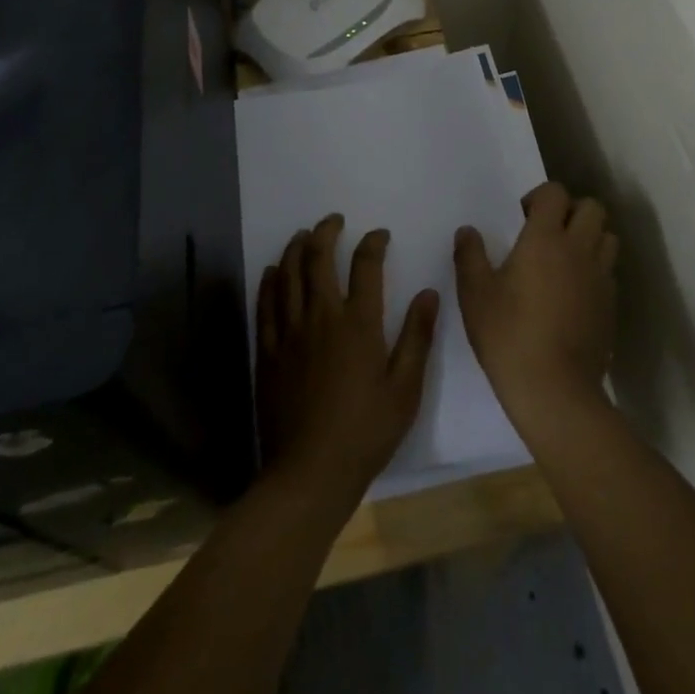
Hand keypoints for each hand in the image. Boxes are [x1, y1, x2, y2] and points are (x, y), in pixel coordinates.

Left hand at [256, 215, 438, 511]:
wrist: (310, 472)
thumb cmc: (366, 432)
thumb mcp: (405, 389)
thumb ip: (417, 337)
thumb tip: (429, 293)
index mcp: (358, 324)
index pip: (366, 266)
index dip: (373, 243)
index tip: (379, 235)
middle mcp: (321, 317)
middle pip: (318, 259)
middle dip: (326, 232)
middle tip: (333, 221)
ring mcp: (289, 333)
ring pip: (288, 275)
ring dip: (296, 248)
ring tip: (303, 235)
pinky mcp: (268, 352)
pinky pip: (265, 304)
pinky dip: (270, 281)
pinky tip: (274, 271)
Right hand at [455, 182, 616, 432]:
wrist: (555, 390)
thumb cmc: (508, 336)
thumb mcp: (475, 295)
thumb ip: (469, 256)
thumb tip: (468, 231)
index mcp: (546, 239)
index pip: (555, 193)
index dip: (539, 197)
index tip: (521, 218)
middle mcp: (579, 249)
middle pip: (591, 207)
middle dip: (571, 211)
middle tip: (547, 233)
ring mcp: (601, 277)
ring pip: (607, 236)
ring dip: (589, 237)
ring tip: (565, 259)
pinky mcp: (611, 305)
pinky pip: (609, 270)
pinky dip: (595, 269)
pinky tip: (574, 292)